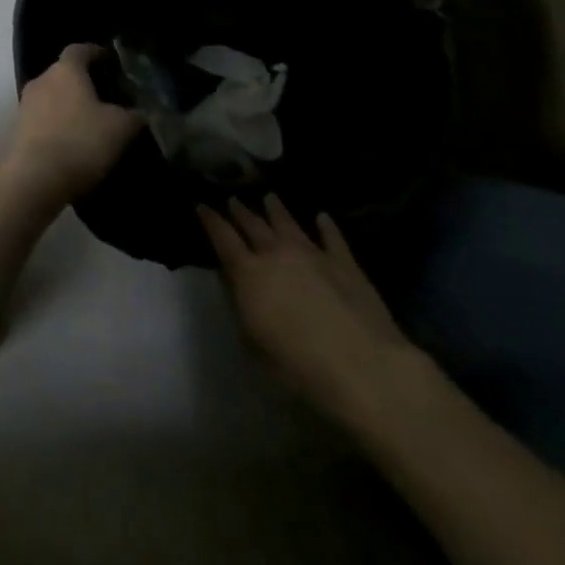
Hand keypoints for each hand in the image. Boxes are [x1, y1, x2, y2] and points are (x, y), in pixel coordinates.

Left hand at [0, 44, 143, 204]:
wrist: (33, 179)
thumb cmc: (80, 142)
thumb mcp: (120, 129)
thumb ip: (133, 115)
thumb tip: (140, 112)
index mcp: (65, 70)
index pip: (80, 49)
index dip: (97, 53)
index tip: (112, 62)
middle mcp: (41, 80)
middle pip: (64, 73)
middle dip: (84, 82)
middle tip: (107, 96)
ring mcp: (24, 105)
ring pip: (51, 97)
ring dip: (69, 106)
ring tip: (91, 122)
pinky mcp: (16, 131)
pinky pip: (42, 119)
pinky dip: (57, 125)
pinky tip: (72, 142)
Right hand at [199, 196, 430, 429]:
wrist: (364, 367)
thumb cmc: (298, 366)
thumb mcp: (253, 344)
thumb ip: (243, 309)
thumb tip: (238, 289)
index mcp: (248, 273)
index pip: (222, 238)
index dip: (210, 220)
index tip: (201, 205)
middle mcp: (277, 254)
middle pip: (253, 225)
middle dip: (241, 211)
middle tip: (232, 199)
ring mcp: (313, 254)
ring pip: (289, 223)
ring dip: (276, 210)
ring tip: (269, 197)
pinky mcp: (345, 263)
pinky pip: (332, 237)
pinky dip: (326, 225)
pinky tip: (322, 217)